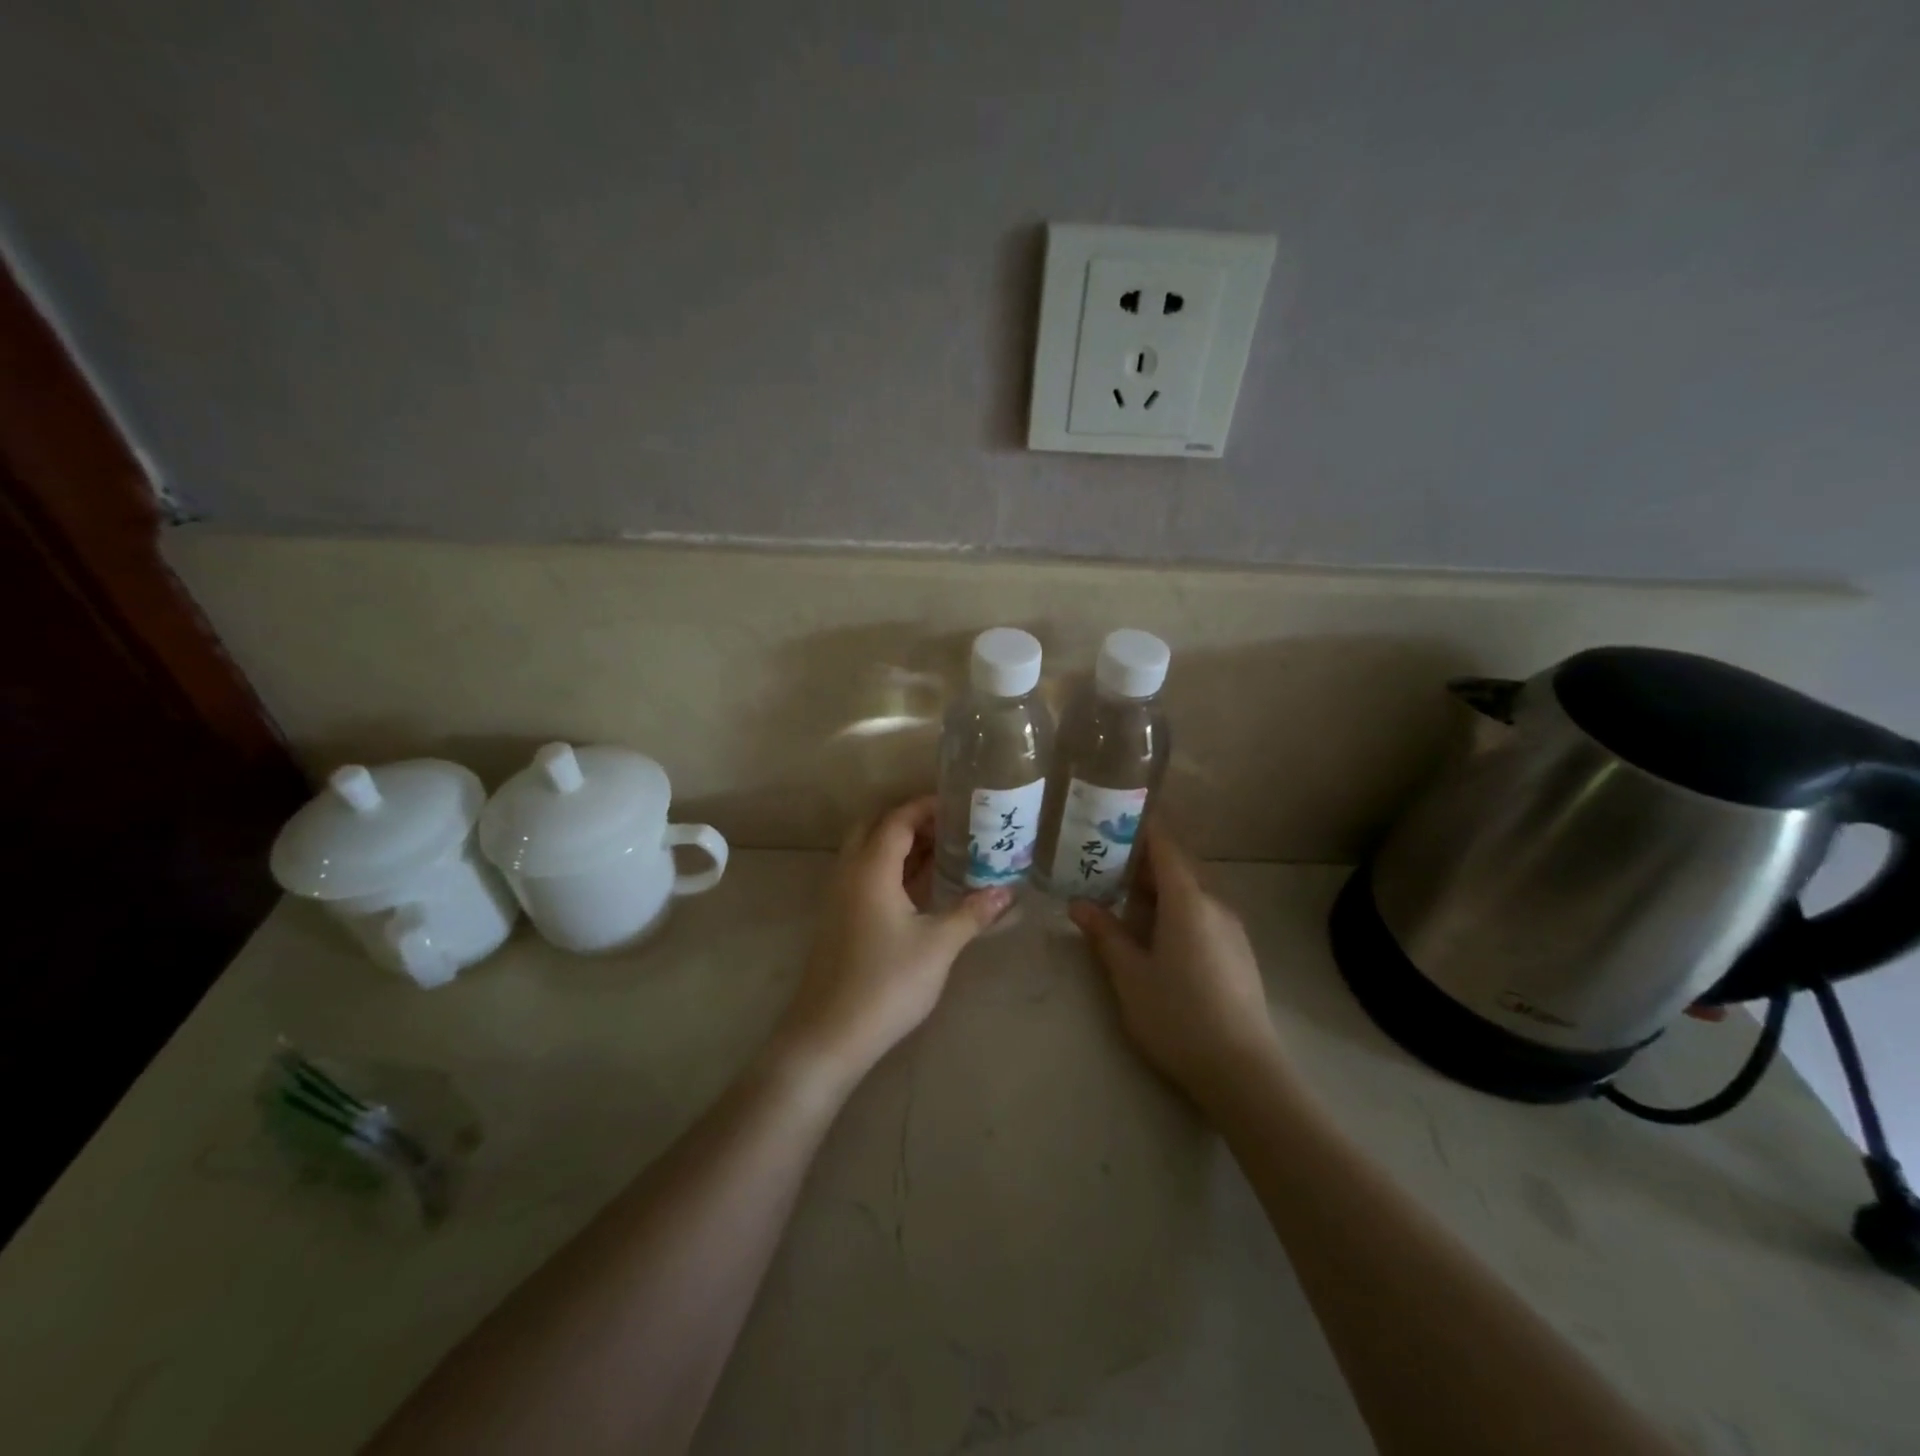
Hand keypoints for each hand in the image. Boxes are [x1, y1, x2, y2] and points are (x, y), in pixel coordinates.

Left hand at [775, 797, 1010, 1087]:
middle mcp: (849, 873)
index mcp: (871, 868)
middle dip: (911, 821)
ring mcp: (839, 897)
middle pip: (876, 828)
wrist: (830, 1034)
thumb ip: (972, 913)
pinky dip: (891, 869)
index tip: (959, 805)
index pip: (897, 819)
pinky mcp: (839, 919)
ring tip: (943, 852)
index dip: (926, 807)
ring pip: (868, 853)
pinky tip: (919, 889)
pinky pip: (865, 876)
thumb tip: (1007, 892)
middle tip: (950, 828)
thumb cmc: (887, 983)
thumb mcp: (938, 945)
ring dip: (900, 846)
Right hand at [1069, 824, 1279, 1104]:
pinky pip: (1203, 913)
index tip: (1111, 821)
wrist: (1242, 1071)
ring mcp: (1232, 929)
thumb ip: (1105, 934)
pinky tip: (1155, 936)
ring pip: (1191, 892)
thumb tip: (1078, 904)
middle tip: (1103, 865)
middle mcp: (1215, 905)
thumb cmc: (1178, 1016)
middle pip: (1178, 867)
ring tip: (1122, 901)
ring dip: (1159, 889)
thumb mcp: (1129, 976)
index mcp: (1188, 902)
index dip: (1140, 829)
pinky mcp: (1238, 952)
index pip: (1165, 846)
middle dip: (1142, 862)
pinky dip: (1176, 909)